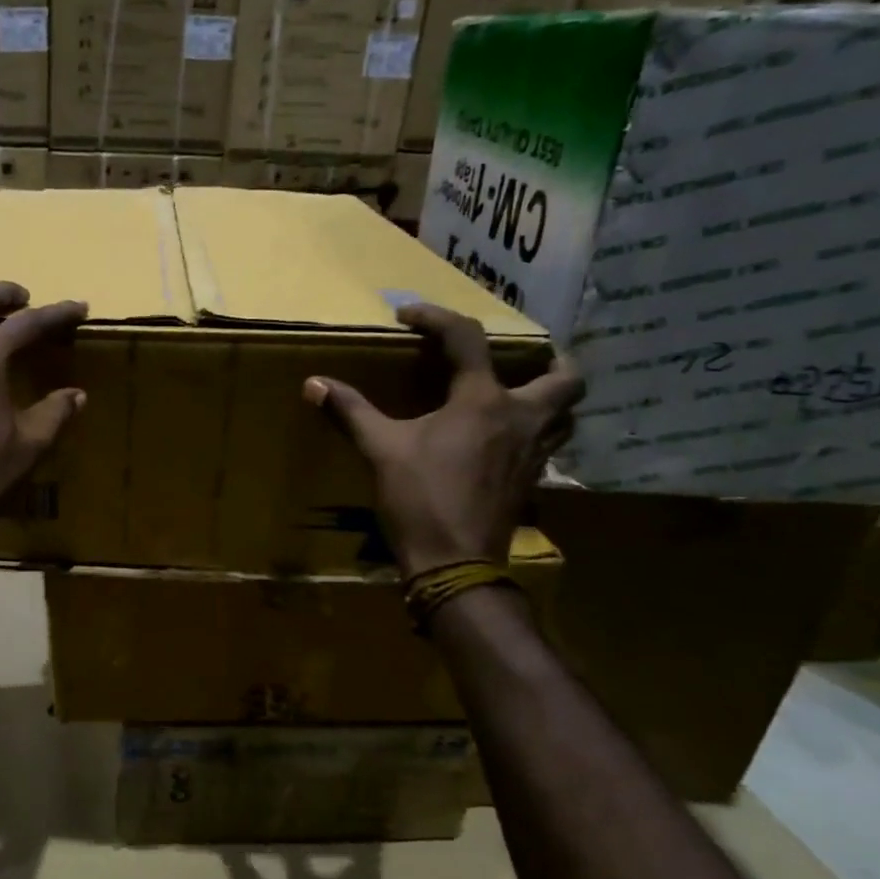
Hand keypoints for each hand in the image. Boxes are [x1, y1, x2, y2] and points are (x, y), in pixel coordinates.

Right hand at [303, 304, 582, 578]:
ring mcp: (533, 452)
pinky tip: (505, 440)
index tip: (408, 316)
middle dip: (550, 360)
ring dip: (551, 397)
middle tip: (521, 357)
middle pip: (566, 377)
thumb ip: (351, 411)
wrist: (454, 562)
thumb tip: (313, 384)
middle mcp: (520, 418)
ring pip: (566, 413)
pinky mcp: (531, 480)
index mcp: (482, 401)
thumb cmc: (419, 498)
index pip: (467, 338)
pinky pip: (549, 443)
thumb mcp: (380, 449)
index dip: (436, 317)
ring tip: (520, 395)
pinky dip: (537, 431)